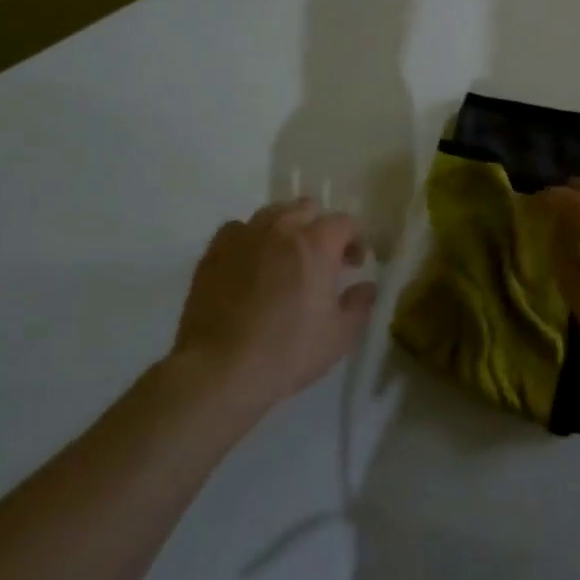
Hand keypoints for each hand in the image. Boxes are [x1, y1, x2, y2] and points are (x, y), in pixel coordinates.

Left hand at [175, 198, 378, 406]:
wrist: (219, 370)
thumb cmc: (287, 352)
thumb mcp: (340, 336)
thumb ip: (360, 304)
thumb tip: (366, 286)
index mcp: (317, 244)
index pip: (345, 222)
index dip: (355, 240)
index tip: (353, 265)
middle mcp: (281, 229)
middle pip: (307, 209)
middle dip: (320, 228)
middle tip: (322, 259)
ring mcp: (244, 237)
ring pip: (272, 213)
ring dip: (286, 228)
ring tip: (285, 257)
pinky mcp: (214, 253)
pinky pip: (238, 229)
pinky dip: (250, 238)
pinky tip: (251, 262)